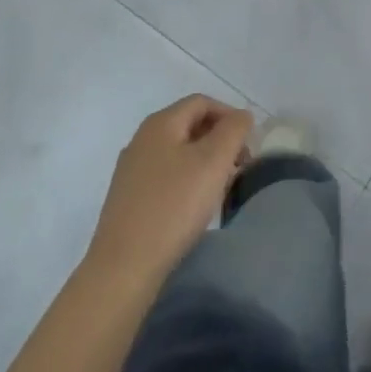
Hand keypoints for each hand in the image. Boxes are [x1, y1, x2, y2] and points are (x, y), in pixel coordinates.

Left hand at [87, 95, 253, 286]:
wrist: (123, 269)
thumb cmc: (173, 206)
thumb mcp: (214, 160)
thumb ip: (234, 129)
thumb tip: (240, 117)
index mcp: (160, 123)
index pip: (202, 103)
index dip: (230, 116)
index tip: (247, 144)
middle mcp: (141, 140)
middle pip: (189, 126)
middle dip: (219, 140)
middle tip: (238, 166)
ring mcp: (130, 171)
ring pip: (178, 153)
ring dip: (204, 163)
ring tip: (220, 188)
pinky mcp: (127, 200)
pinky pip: (165, 177)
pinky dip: (186, 181)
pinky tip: (194, 207)